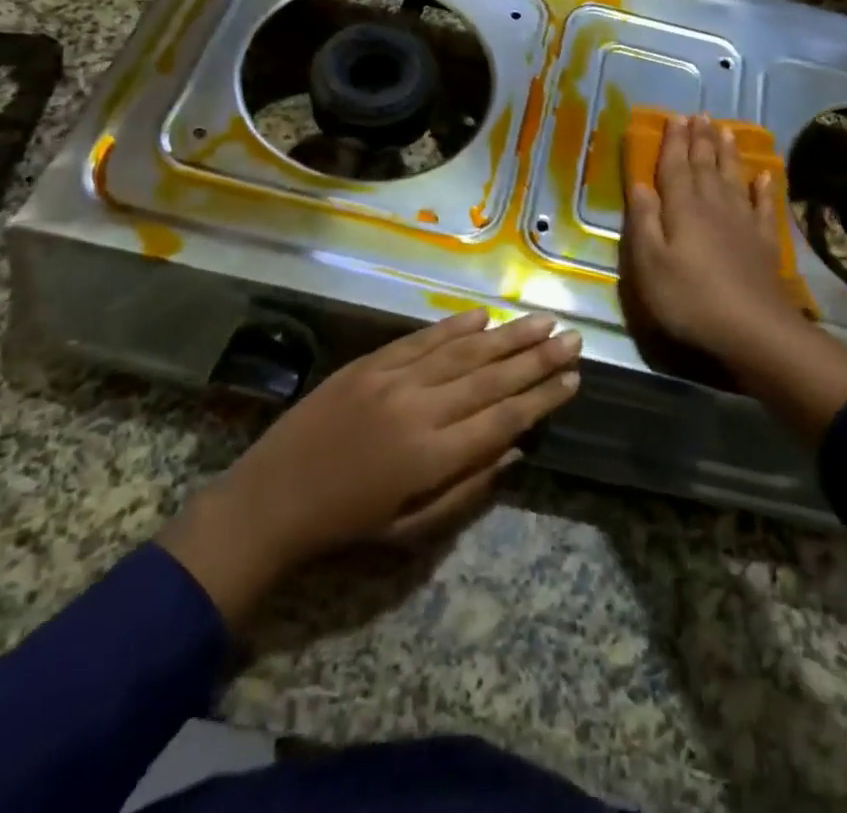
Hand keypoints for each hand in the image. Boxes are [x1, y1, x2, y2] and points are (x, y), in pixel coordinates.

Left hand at [158, 310, 579, 628]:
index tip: (574, 378)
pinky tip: (482, 316)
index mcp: (432, 456)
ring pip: (463, 351)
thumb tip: (515, 449)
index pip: (504, 419)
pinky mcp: (370, 363)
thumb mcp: (412, 530)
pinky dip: (454, 327)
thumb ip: (468, 489)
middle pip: (492, 377)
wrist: (272, 499)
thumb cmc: (347, 526)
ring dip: (506, 335)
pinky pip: (422, 339)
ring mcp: (394, 380)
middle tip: (573, 339)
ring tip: (541, 320)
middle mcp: (420, 409)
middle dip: (537, 358)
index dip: (542, 398)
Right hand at [621, 114, 808, 370]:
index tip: (675, 117)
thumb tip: (639, 183)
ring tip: (725, 130)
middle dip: (700, 139)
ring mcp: (743, 222)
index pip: (675, 167)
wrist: (752, 329)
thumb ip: (644, 221)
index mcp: (682, 209)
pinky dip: (763, 189)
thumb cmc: (689, 298)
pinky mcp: (764, 242)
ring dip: (728, 153)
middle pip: (705, 165)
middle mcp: (713, 206)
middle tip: (700, 114)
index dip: (674, 142)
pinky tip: (764, 176)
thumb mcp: (650, 264)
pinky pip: (762, 206)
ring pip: (733, 178)